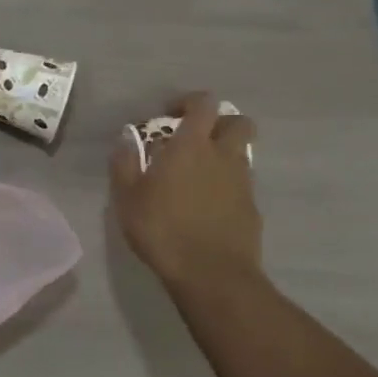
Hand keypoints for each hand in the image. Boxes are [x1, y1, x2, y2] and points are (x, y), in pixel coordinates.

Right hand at [111, 93, 262, 296]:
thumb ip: (125, 163)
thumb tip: (126, 138)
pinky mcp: (252, 208)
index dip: (189, 102)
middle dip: (220, 123)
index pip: (204, 104)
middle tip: (194, 139)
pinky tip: (206, 206)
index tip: (170, 115)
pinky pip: (242, 184)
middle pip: (238, 122)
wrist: (212, 274)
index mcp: (191, 146)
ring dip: (223, 155)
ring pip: (241, 153)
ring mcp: (243, 182)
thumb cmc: (163, 229)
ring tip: (196, 176)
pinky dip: (227, 185)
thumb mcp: (127, 197)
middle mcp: (223, 156)